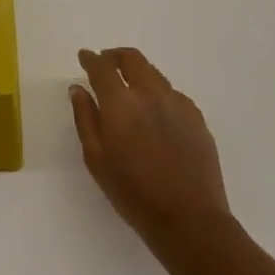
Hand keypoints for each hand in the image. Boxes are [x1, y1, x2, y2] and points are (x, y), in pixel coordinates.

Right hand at [70, 47, 232, 256]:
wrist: (189, 218)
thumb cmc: (133, 192)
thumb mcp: (96, 158)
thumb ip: (85, 118)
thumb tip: (78, 88)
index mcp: (120, 102)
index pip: (102, 67)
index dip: (91, 58)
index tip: (84, 57)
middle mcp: (150, 93)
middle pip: (132, 58)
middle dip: (115, 56)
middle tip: (105, 63)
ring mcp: (177, 103)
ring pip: (154, 73)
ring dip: (137, 72)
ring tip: (130, 87)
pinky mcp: (197, 117)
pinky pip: (173, 93)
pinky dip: (158, 92)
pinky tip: (155, 112)